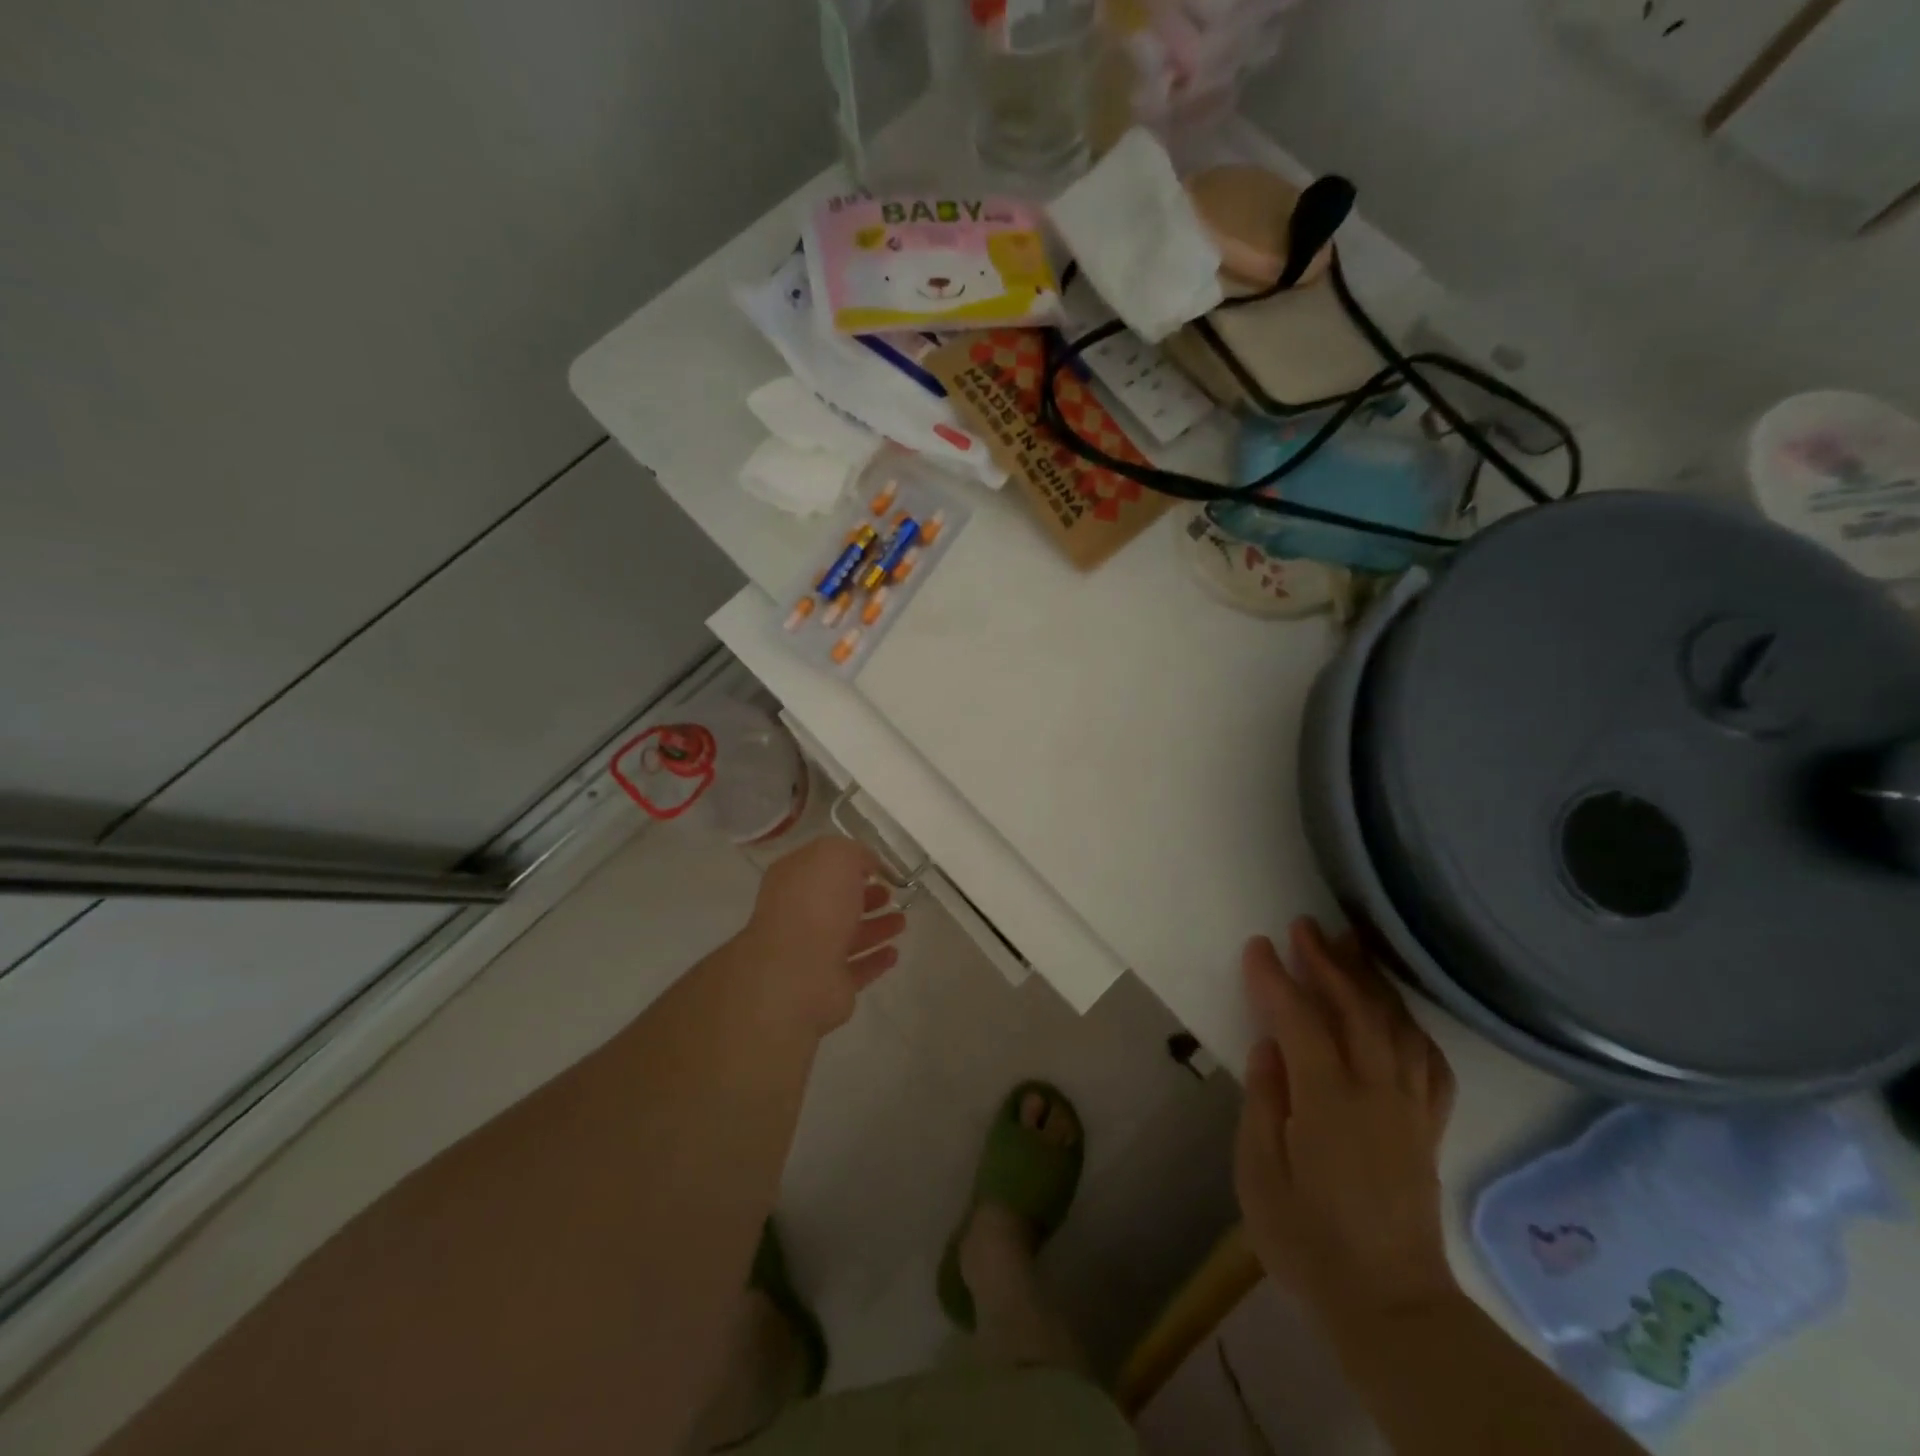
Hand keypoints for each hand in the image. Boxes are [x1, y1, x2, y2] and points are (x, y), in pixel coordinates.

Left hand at [740, 837, 907, 1036]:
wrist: (799, 971)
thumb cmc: (816, 903)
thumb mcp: (837, 855)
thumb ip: (854, 853)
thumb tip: (867, 863)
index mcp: (792, 880)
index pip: (821, 866)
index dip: (849, 863)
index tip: (877, 867)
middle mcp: (798, 914)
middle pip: (835, 903)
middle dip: (865, 897)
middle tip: (891, 894)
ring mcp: (811, 952)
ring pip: (848, 936)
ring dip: (875, 928)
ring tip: (902, 921)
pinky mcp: (828, 984)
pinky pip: (857, 968)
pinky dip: (875, 960)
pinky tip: (894, 953)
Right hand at [1234, 918, 1457, 1324]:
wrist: (1391, 1307)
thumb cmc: (1308, 1241)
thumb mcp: (1260, 1173)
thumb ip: (1264, 1101)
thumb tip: (1269, 1047)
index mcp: (1328, 1103)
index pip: (1301, 1021)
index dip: (1276, 979)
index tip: (1257, 945)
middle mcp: (1377, 1093)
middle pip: (1357, 1010)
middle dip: (1329, 962)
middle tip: (1305, 927)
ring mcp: (1410, 1108)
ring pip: (1397, 1026)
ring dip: (1371, 980)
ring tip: (1351, 946)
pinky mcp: (1428, 1127)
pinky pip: (1428, 1061)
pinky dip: (1410, 1025)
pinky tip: (1396, 1012)